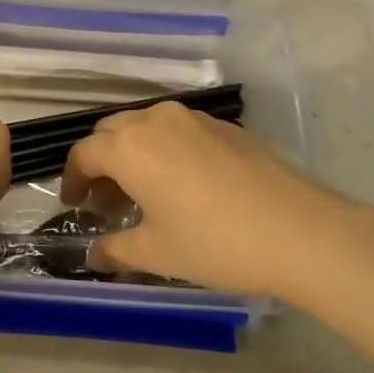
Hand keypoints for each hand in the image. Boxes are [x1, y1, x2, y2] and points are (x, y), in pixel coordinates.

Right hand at [61, 101, 373, 298]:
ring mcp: (193, 119)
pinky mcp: (223, 125)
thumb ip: (115, 249)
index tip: (75, 205)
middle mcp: (155, 120)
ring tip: (143, 194)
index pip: (84, 154)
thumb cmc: (216, 243)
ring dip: (132, 154)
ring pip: (145, 127)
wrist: (301, 230)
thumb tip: (93, 254)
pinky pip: (176, 130)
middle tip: (105, 202)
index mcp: (129, 146)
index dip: (72, 180)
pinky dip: (163, 150)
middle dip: (100, 164)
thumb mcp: (157, 253)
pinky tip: (181, 185)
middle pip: (112, 132)